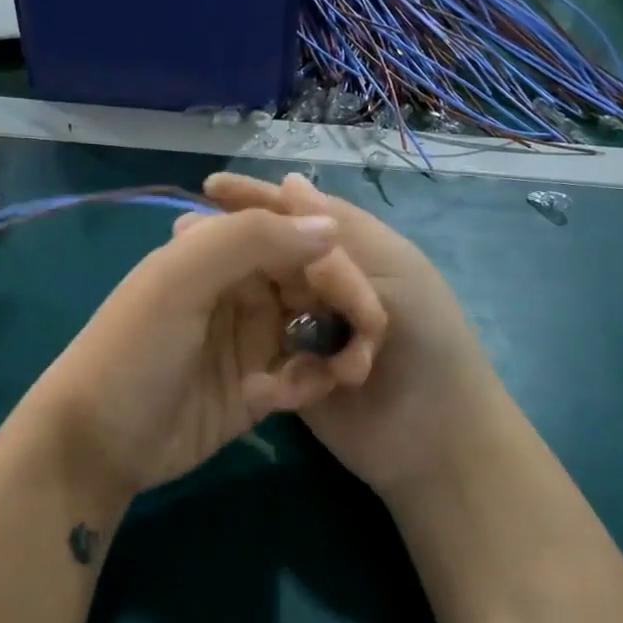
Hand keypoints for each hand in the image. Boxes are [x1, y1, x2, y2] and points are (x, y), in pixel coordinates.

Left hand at [24, 207, 386, 506]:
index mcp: (219, 252)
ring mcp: (249, 339)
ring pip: (315, 330)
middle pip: (314, 285)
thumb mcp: (179, 280)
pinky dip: (308, 382)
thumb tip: (329, 227)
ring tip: (341, 377)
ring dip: (333, 351)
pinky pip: (302, 374)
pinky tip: (289, 400)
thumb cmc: (134, 350)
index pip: (295, 242)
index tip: (368, 308)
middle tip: (366, 351)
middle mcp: (239, 288)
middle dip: (345, 313)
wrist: (96, 444)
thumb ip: (251, 240)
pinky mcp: (256, 387)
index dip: (336, 270)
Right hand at [200, 172, 509, 503]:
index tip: (209, 188)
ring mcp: (306, 331)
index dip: (255, 199)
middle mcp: (323, 288)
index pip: (295, 216)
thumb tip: (290, 181)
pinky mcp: (292, 372)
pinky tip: (217, 334)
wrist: (439, 441)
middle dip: (234, 245)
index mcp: (352, 254)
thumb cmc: (427, 344)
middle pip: (271, 256)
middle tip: (183, 238)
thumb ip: (343, 231)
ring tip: (191, 284)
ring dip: (235, 295)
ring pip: (261, 301)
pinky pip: (262, 350)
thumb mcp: (394, 273)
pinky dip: (250, 345)